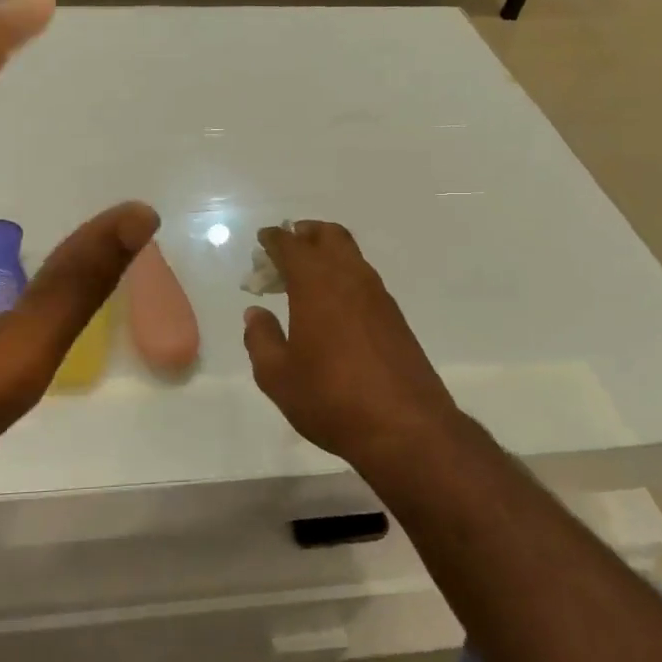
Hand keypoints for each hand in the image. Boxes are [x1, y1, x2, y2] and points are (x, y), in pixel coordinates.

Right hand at [242, 221, 464, 472]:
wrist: (405, 427)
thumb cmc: (330, 398)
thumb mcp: (278, 376)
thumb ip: (261, 339)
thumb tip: (256, 314)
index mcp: (316, 284)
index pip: (292, 246)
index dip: (274, 239)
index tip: (263, 239)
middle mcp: (350, 279)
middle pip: (330, 236)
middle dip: (306, 233)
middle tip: (288, 245)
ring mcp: (378, 297)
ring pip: (352, 256)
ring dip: (328, 254)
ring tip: (307, 275)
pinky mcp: (396, 318)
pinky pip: (365, 280)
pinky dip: (345, 276)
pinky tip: (335, 304)